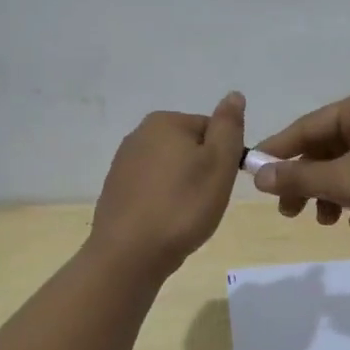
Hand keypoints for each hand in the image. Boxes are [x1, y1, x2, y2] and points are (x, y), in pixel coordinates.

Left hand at [91, 92, 245, 277]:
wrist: (129, 254)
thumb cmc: (183, 206)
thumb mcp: (219, 163)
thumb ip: (229, 126)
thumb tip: (234, 95)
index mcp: (165, 121)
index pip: (212, 130)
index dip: (224, 158)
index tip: (221, 184)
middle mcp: (139, 134)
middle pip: (190, 147)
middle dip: (203, 171)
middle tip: (206, 201)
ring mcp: (123, 163)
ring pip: (172, 169)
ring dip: (184, 187)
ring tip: (186, 215)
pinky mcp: (116, 190)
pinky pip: (153, 188)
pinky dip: (164, 201)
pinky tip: (166, 222)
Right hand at [251, 83, 349, 242]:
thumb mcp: (347, 182)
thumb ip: (300, 177)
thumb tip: (258, 175)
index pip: (308, 126)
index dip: (278, 152)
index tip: (252, 176)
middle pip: (327, 148)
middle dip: (308, 182)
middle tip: (289, 213)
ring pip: (349, 167)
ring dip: (333, 196)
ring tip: (328, 221)